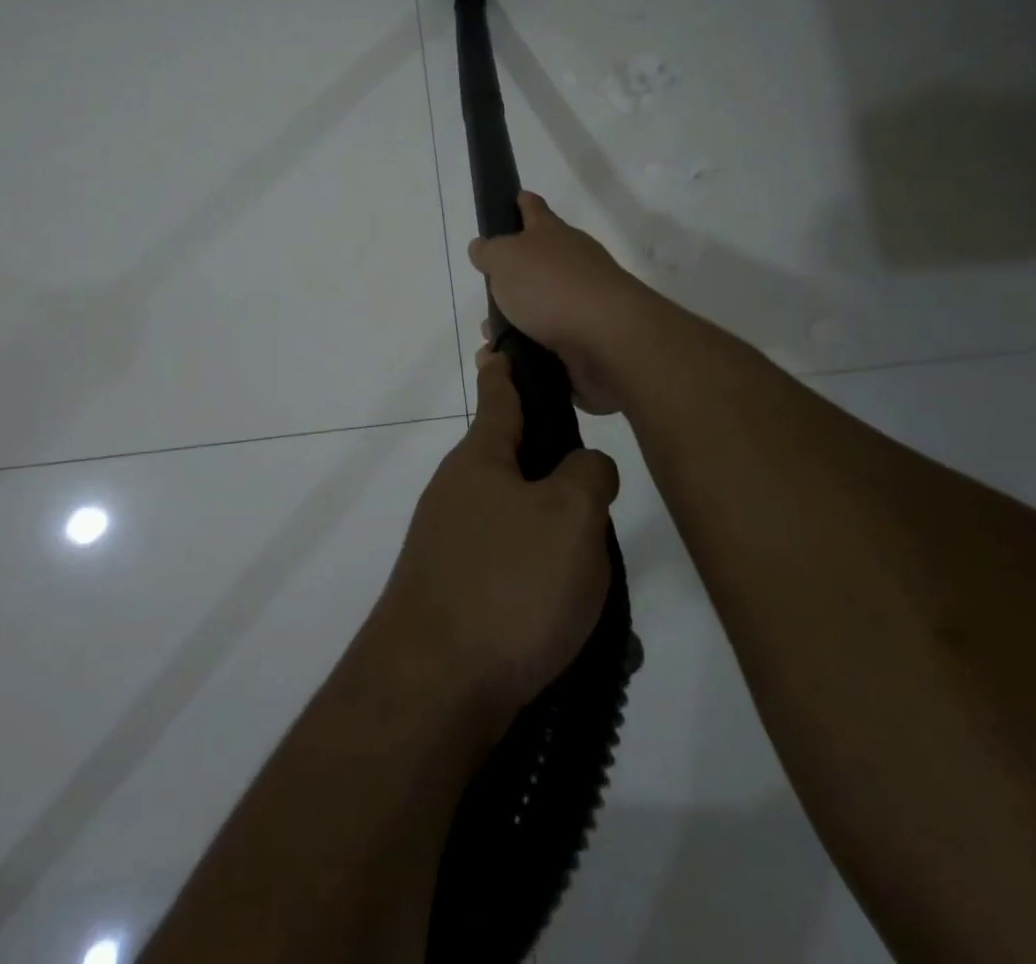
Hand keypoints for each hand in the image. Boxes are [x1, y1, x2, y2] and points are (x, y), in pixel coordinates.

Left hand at [373, 350, 619, 719]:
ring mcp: (450, 544)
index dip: (508, 368)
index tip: (503, 344)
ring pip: (519, 524)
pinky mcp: (454, 593)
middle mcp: (457, 493)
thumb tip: (585, 467)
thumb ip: (588, 475)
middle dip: (556, 474)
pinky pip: (512, 573)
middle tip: (603, 499)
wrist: (432, 691)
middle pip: (513, 463)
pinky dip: (544, 587)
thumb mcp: (570, 517)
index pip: (499, 395)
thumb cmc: (508, 585)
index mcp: (480, 459)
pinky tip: (574, 625)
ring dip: (559, 544)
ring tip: (600, 581)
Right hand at [468, 192, 660, 414]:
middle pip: (539, 262)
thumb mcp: (506, 259)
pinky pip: (548, 342)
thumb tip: (482, 247)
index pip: (535, 210)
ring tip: (490, 336)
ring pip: (541, 307)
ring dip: (515, 320)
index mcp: (552, 235)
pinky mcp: (587, 340)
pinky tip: (508, 359)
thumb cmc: (551, 287)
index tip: (516, 198)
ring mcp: (582, 302)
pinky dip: (528, 349)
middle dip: (513, 275)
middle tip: (488, 289)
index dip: (523, 203)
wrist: (607, 339)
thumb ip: (490, 252)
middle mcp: (572, 263)